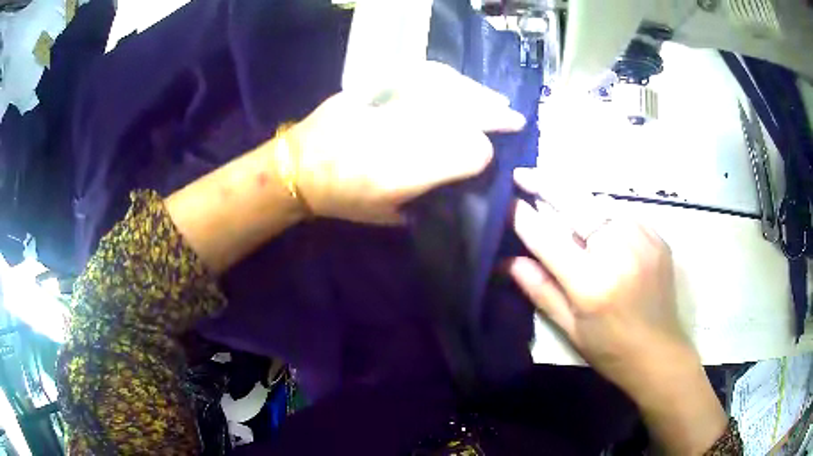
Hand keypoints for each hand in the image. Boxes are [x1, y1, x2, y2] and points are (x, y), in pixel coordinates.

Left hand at [289, 62, 526, 223]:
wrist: (297, 167)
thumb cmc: (340, 200)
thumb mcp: (386, 216)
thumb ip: (427, 199)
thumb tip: (460, 177)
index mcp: (402, 174)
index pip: (466, 153)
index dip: (484, 153)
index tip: (490, 156)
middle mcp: (398, 135)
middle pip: (461, 115)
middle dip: (494, 116)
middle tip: (514, 118)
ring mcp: (385, 105)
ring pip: (445, 90)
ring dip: (477, 93)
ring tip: (497, 99)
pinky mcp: (372, 87)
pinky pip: (418, 75)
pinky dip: (447, 78)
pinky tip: (463, 83)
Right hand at [509, 168, 727, 453]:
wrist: (660, 353)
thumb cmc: (610, 349)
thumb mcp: (570, 329)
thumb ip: (541, 290)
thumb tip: (508, 261)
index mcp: (592, 283)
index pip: (547, 237)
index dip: (521, 216)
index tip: (505, 201)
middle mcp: (619, 252)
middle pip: (576, 202)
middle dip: (545, 183)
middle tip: (523, 174)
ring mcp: (643, 240)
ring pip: (601, 201)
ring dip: (577, 200)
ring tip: (561, 203)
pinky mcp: (658, 237)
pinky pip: (624, 213)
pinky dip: (605, 214)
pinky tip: (600, 227)